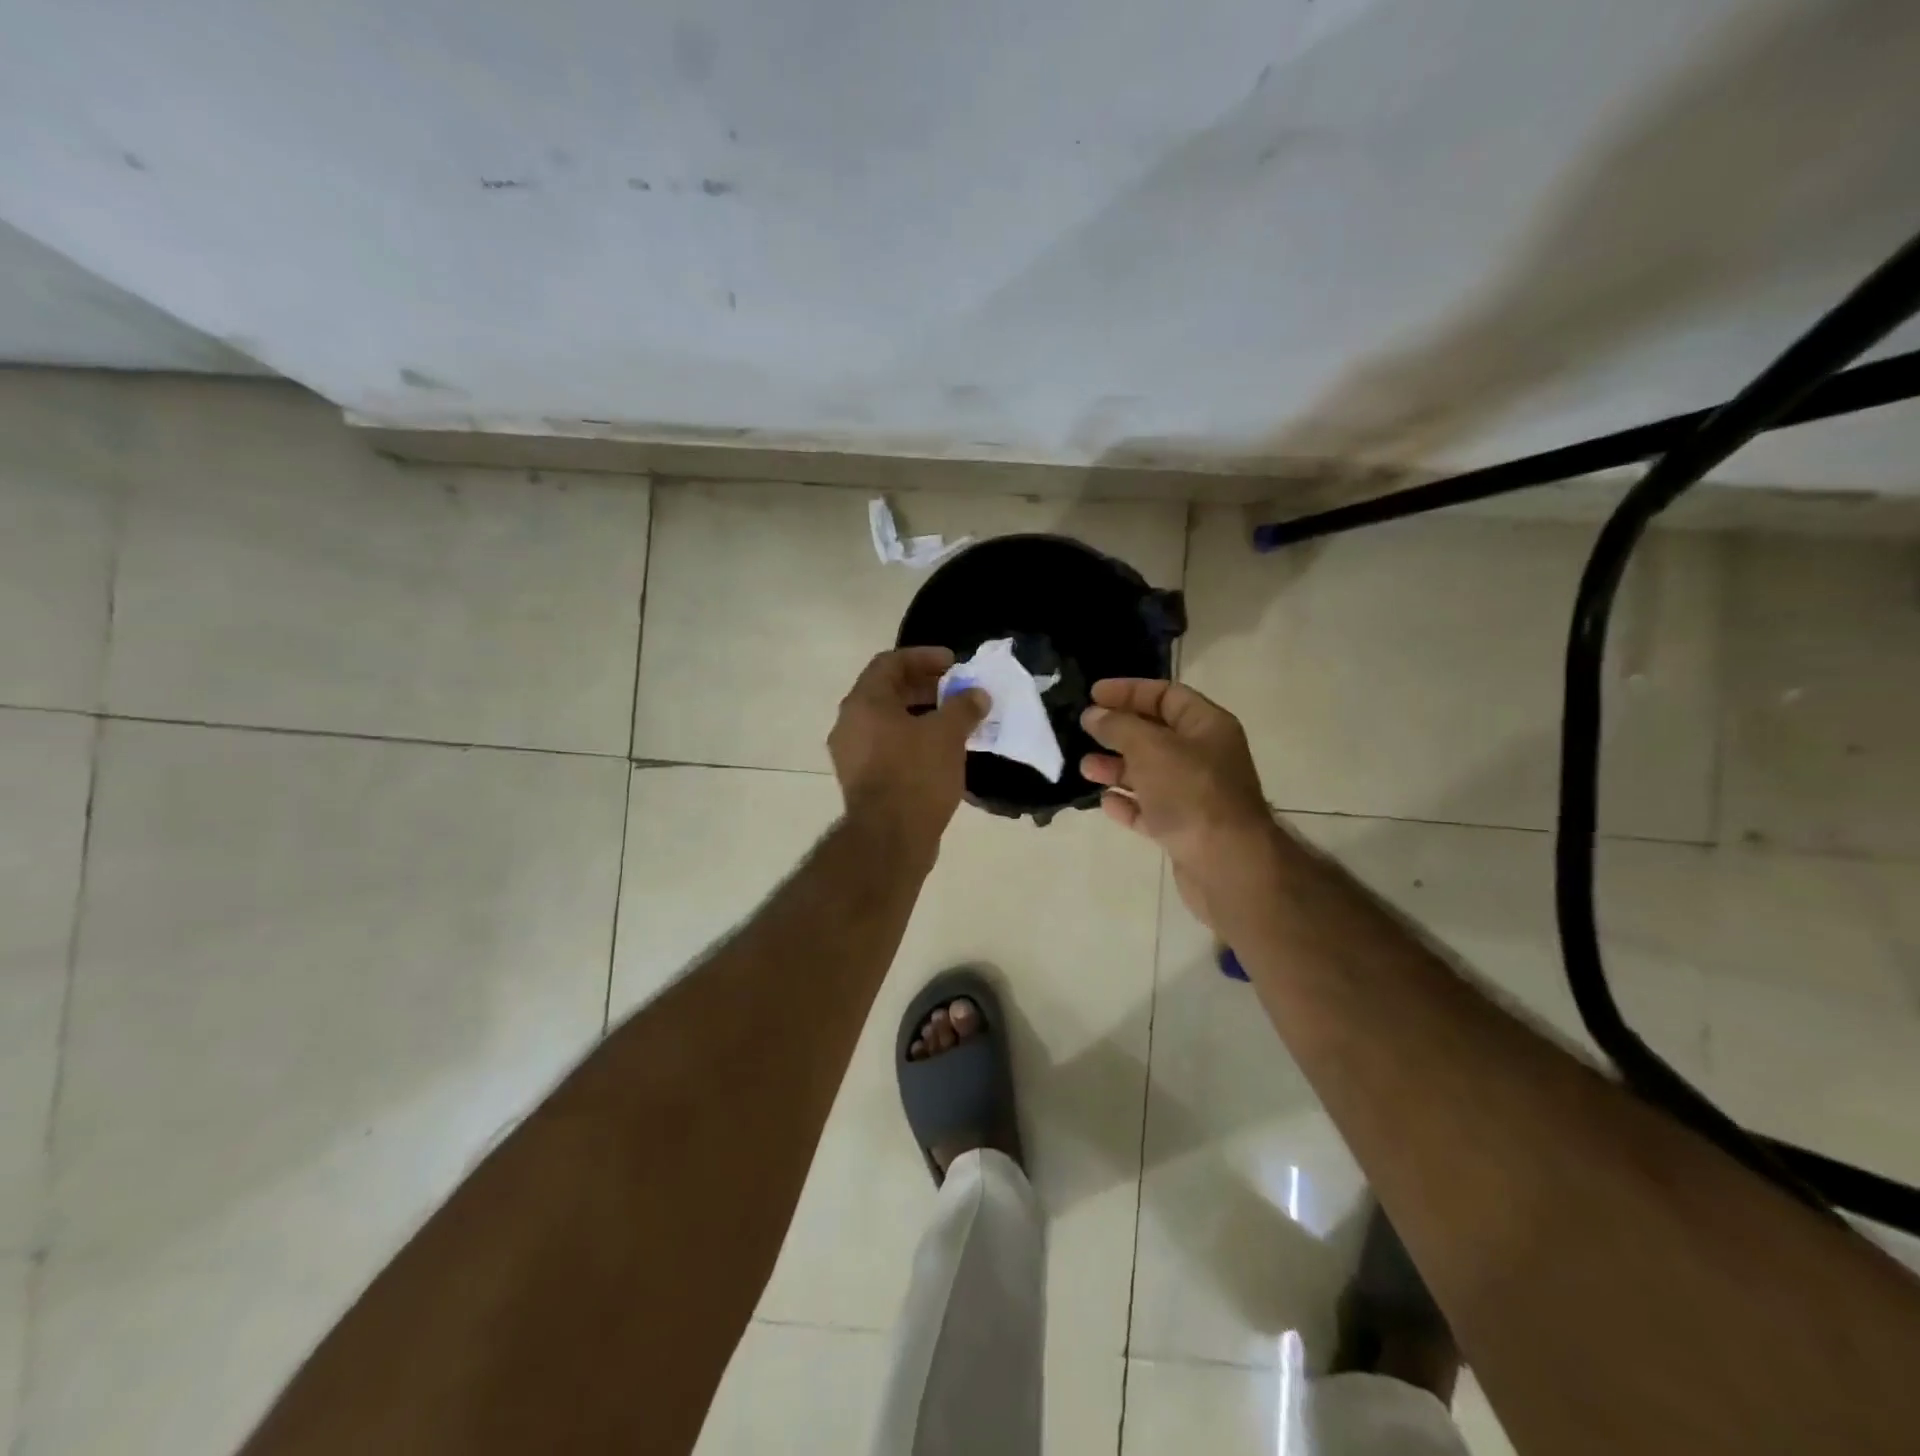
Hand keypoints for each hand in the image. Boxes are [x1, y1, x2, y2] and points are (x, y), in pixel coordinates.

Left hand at [829, 647, 986, 866]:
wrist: (889, 839)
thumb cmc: (916, 775)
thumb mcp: (947, 735)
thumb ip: (964, 707)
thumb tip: (977, 695)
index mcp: (863, 703)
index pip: (890, 663)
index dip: (923, 657)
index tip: (954, 663)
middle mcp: (850, 724)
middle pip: (888, 692)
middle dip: (925, 687)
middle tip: (958, 691)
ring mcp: (852, 755)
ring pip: (889, 722)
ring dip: (922, 715)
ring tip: (956, 721)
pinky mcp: (862, 780)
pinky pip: (889, 747)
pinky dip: (914, 741)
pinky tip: (942, 752)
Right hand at [1080, 679, 1280, 933]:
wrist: (1228, 866)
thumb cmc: (1192, 794)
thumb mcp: (1151, 748)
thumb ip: (1119, 727)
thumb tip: (1093, 715)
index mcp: (1207, 726)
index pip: (1167, 695)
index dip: (1129, 691)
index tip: (1093, 694)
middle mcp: (1205, 756)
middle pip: (1156, 734)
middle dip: (1118, 731)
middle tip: (1083, 730)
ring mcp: (1196, 795)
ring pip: (1150, 773)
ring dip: (1117, 768)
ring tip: (1085, 769)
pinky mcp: (1185, 829)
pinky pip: (1151, 809)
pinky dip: (1129, 804)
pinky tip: (1106, 803)